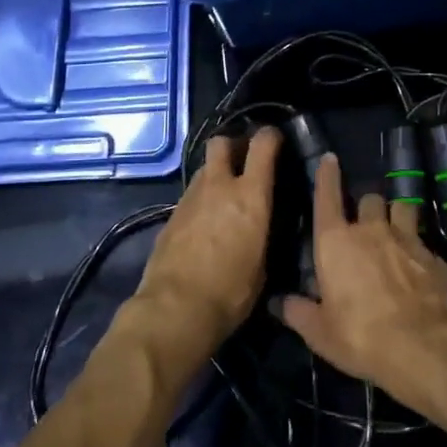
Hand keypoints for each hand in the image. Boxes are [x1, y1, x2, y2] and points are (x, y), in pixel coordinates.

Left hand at [132, 127, 280, 354]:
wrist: (175, 310)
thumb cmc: (230, 292)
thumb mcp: (262, 265)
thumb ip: (262, 232)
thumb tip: (260, 225)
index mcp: (250, 195)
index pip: (262, 145)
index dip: (270, 136)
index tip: (276, 140)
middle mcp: (219, 187)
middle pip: (221, 143)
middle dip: (233, 145)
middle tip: (243, 160)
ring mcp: (190, 198)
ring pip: (204, 169)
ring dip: (216, 173)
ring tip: (224, 194)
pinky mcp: (170, 216)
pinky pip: (191, 195)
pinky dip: (201, 199)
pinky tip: (205, 222)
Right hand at [274, 153, 446, 406]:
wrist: (422, 347)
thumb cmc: (360, 337)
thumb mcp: (320, 333)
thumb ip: (299, 312)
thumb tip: (279, 302)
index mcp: (335, 242)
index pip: (327, 197)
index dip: (327, 176)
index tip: (330, 159)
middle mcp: (370, 230)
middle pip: (368, 199)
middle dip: (365, 207)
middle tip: (364, 225)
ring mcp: (406, 238)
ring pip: (401, 207)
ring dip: (396, 215)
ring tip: (395, 231)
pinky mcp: (433, 254)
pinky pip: (422, 239)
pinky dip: (418, 248)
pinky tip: (418, 267)